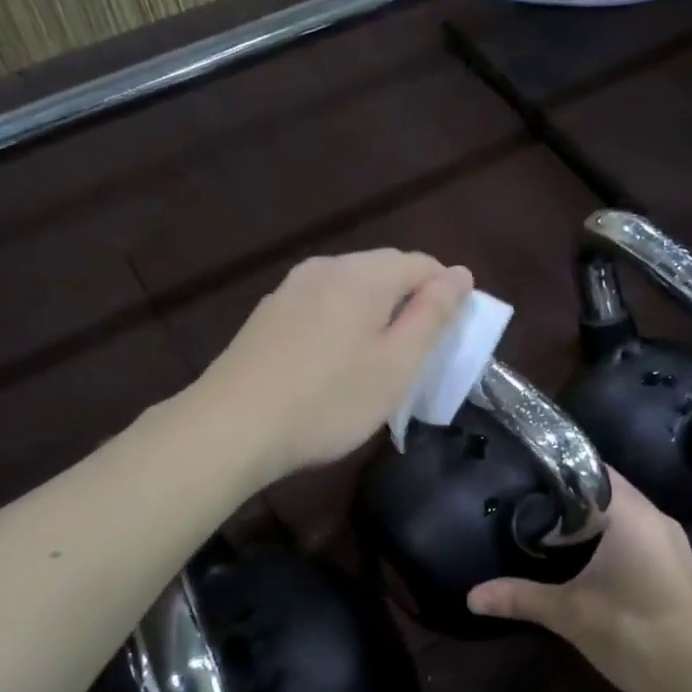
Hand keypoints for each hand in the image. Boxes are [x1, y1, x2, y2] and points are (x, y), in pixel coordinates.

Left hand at [197, 249, 473, 486]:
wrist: (231, 427)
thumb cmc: (329, 400)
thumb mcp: (397, 365)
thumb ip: (433, 315)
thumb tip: (460, 274)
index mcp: (363, 273)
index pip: (423, 264)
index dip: (447, 296)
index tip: (449, 341)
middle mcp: (325, 267)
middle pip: (385, 272)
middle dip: (410, 306)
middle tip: (417, 357)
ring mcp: (290, 289)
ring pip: (351, 290)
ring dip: (374, 317)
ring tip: (377, 363)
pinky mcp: (268, 315)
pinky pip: (321, 307)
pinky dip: (341, 326)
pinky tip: (333, 365)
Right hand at [468, 473, 691, 691]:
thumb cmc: (637, 634)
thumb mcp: (571, 614)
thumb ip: (521, 597)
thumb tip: (471, 596)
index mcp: (633, 515)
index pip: (592, 470)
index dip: (558, 469)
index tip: (523, 474)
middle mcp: (656, 519)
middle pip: (607, 492)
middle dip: (568, 498)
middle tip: (525, 503)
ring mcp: (672, 544)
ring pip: (623, 517)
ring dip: (590, 522)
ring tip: (547, 529)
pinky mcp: (677, 569)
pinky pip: (637, 537)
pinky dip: (609, 540)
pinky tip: (585, 562)